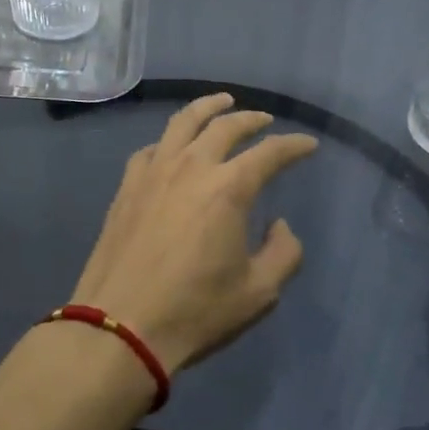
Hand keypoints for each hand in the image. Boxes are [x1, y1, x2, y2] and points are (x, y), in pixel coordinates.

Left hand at [69, 94, 318, 373]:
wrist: (120, 327)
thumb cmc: (195, 311)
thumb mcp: (259, 293)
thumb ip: (284, 253)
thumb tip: (279, 224)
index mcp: (229, 188)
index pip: (270, 153)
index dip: (294, 146)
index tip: (308, 144)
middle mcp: (192, 167)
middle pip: (226, 126)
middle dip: (252, 118)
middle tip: (265, 120)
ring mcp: (154, 172)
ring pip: (183, 122)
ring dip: (207, 107)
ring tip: (221, 101)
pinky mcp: (127, 187)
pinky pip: (151, 148)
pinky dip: (169, 140)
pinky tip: (172, 146)